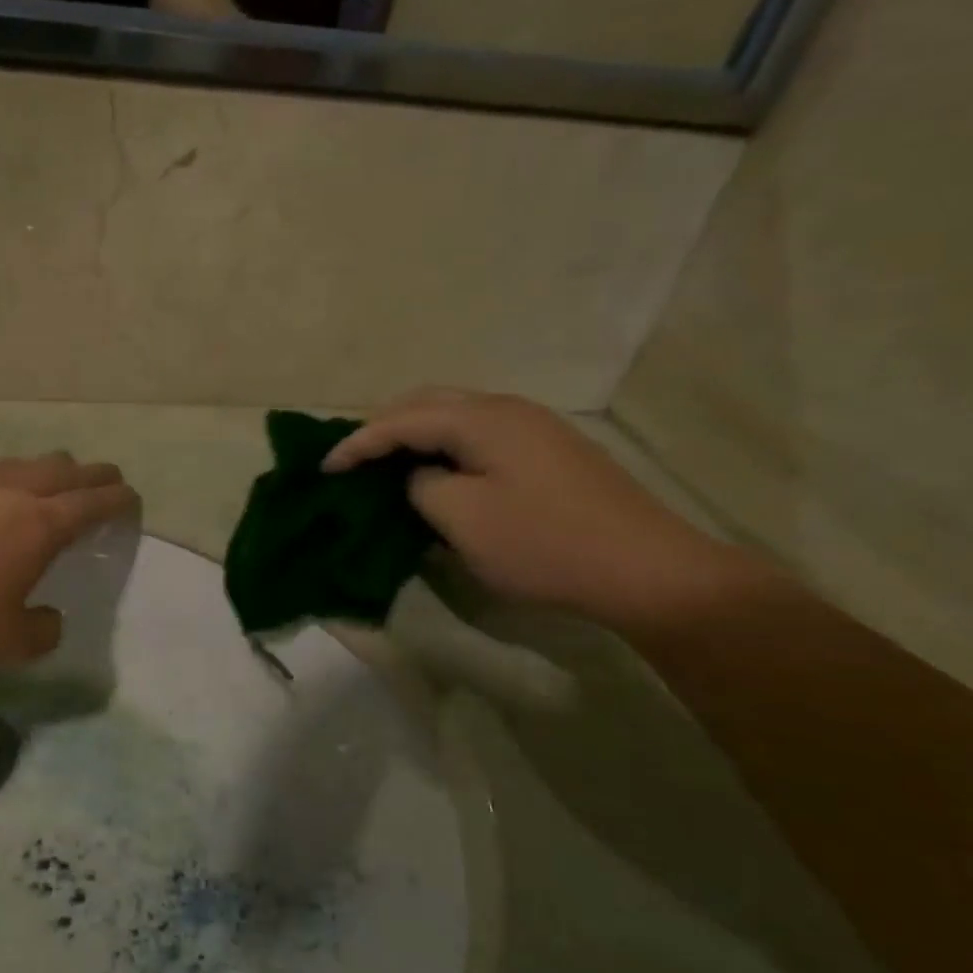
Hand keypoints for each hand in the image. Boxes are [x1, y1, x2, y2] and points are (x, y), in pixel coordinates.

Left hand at [0, 453, 139, 675]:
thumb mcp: (4, 645)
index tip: (132, 497)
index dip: (117, 499)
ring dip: (45, 470)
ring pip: (18, 464)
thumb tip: (48, 618)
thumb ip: (41, 632)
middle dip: (90, 474)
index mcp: (37, 525)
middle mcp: (6, 493)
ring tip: (50, 480)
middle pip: (61, 469)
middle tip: (104, 479)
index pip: (91, 504)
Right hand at [325, 390, 750, 628]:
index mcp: (481, 418)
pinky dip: (447, 447)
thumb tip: (421, 476)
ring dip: (417, 434)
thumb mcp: (461, 520)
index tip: (325, 469)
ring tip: (389, 463)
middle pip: (428, 402)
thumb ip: (421, 486)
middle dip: (385, 427)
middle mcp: (507, 408)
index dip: (357, 442)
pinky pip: (481, 435)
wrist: (648, 570)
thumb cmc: (544, 544)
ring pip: (457, 416)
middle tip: (354, 459)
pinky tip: (441, 473)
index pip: (401, 419)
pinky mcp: (550, 451)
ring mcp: (534, 427)